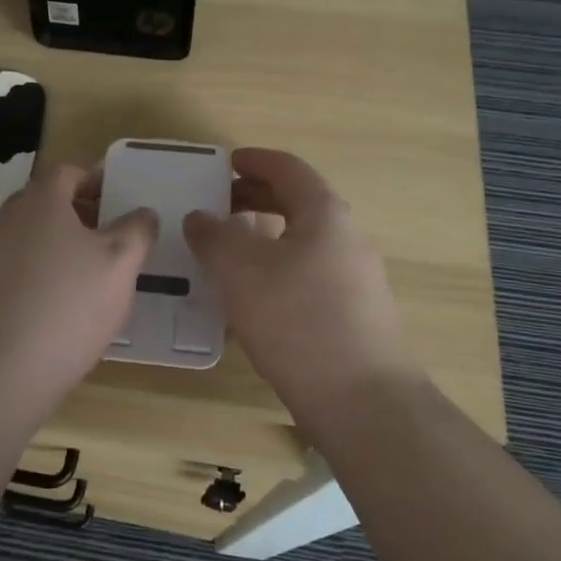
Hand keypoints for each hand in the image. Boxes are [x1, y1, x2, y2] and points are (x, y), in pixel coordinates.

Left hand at [0, 162, 157, 409]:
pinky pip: (23, 272)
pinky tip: (68, 309)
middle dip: (82, 215)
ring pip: (35, 240)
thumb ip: (136, 231)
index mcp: (40, 201)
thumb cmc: (67, 304)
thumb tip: (142, 213)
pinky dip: (47, 278)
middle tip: (115, 236)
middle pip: (48, 205)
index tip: (121, 201)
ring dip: (65, 249)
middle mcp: (9, 221)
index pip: (68, 173)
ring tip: (98, 277)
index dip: (96, 180)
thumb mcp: (120, 263)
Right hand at [184, 148, 405, 427]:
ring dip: (263, 237)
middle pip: (297, 203)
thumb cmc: (298, 319)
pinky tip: (249, 298)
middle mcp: (345, 239)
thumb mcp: (242, 270)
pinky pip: (306, 275)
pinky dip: (274, 270)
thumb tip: (200, 218)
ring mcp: (354, 279)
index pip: (288, 169)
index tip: (226, 161)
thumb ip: (215, 236)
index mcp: (324, 214)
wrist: (361, 400)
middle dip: (255, 198)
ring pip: (301, 242)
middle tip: (217, 205)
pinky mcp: (351, 315)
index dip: (255, 160)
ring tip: (225, 251)